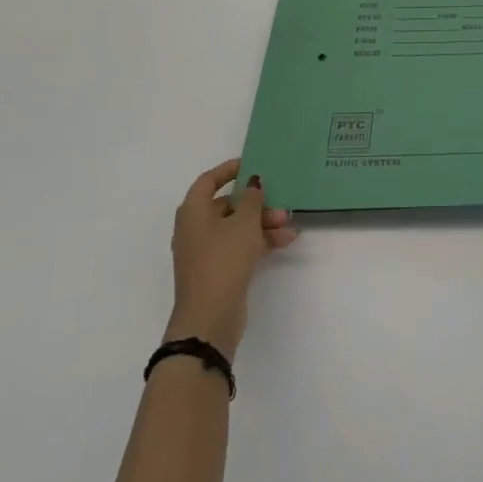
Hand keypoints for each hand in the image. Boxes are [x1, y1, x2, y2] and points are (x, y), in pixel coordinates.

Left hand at [166, 160, 296, 358]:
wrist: (209, 317)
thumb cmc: (223, 260)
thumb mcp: (244, 223)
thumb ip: (251, 198)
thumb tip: (252, 183)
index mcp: (193, 211)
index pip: (209, 181)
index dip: (229, 170)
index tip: (252, 164)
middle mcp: (195, 228)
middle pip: (227, 206)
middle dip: (256, 204)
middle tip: (280, 204)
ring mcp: (204, 251)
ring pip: (236, 228)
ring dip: (263, 224)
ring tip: (289, 226)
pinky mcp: (216, 270)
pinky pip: (239, 246)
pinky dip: (259, 242)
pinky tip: (285, 242)